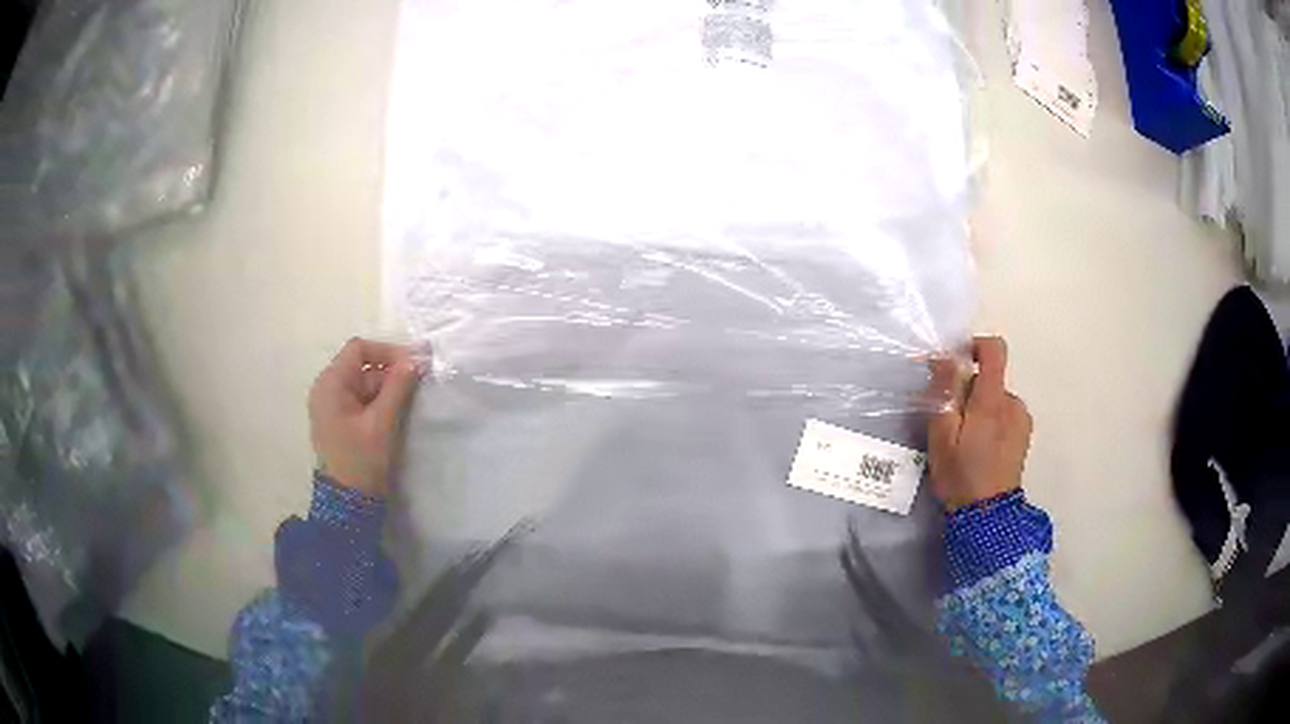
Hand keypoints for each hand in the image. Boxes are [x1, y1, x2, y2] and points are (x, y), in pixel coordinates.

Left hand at [308, 338, 422, 498]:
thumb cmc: (361, 460)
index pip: (359, 349)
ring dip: (388, 390)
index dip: (388, 351)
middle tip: (418, 386)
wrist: (348, 505)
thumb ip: (399, 387)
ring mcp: (332, 406)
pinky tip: (396, 414)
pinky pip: (362, 401)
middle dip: (390, 373)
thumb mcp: (382, 422)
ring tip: (409, 404)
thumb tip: (417, 358)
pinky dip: (380, 403)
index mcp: (330, 384)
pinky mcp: (340, 421)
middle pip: (363, 366)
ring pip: (365, 384)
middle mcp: (327, 389)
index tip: (414, 363)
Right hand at [927, 337, 1031, 511]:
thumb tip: (946, 358)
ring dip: (980, 408)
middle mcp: (1013, 402)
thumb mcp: (942, 435)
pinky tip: (981, 448)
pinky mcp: (1024, 435)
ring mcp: (1022, 419)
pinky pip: (1005, 414)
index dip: (975, 346)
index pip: (994, 350)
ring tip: (965, 439)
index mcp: (993, 400)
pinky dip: (991, 421)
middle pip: (990, 378)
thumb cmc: (961, 475)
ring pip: (996, 398)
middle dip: (969, 391)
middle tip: (950, 420)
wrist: (987, 516)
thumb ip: (945, 393)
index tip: (956, 363)